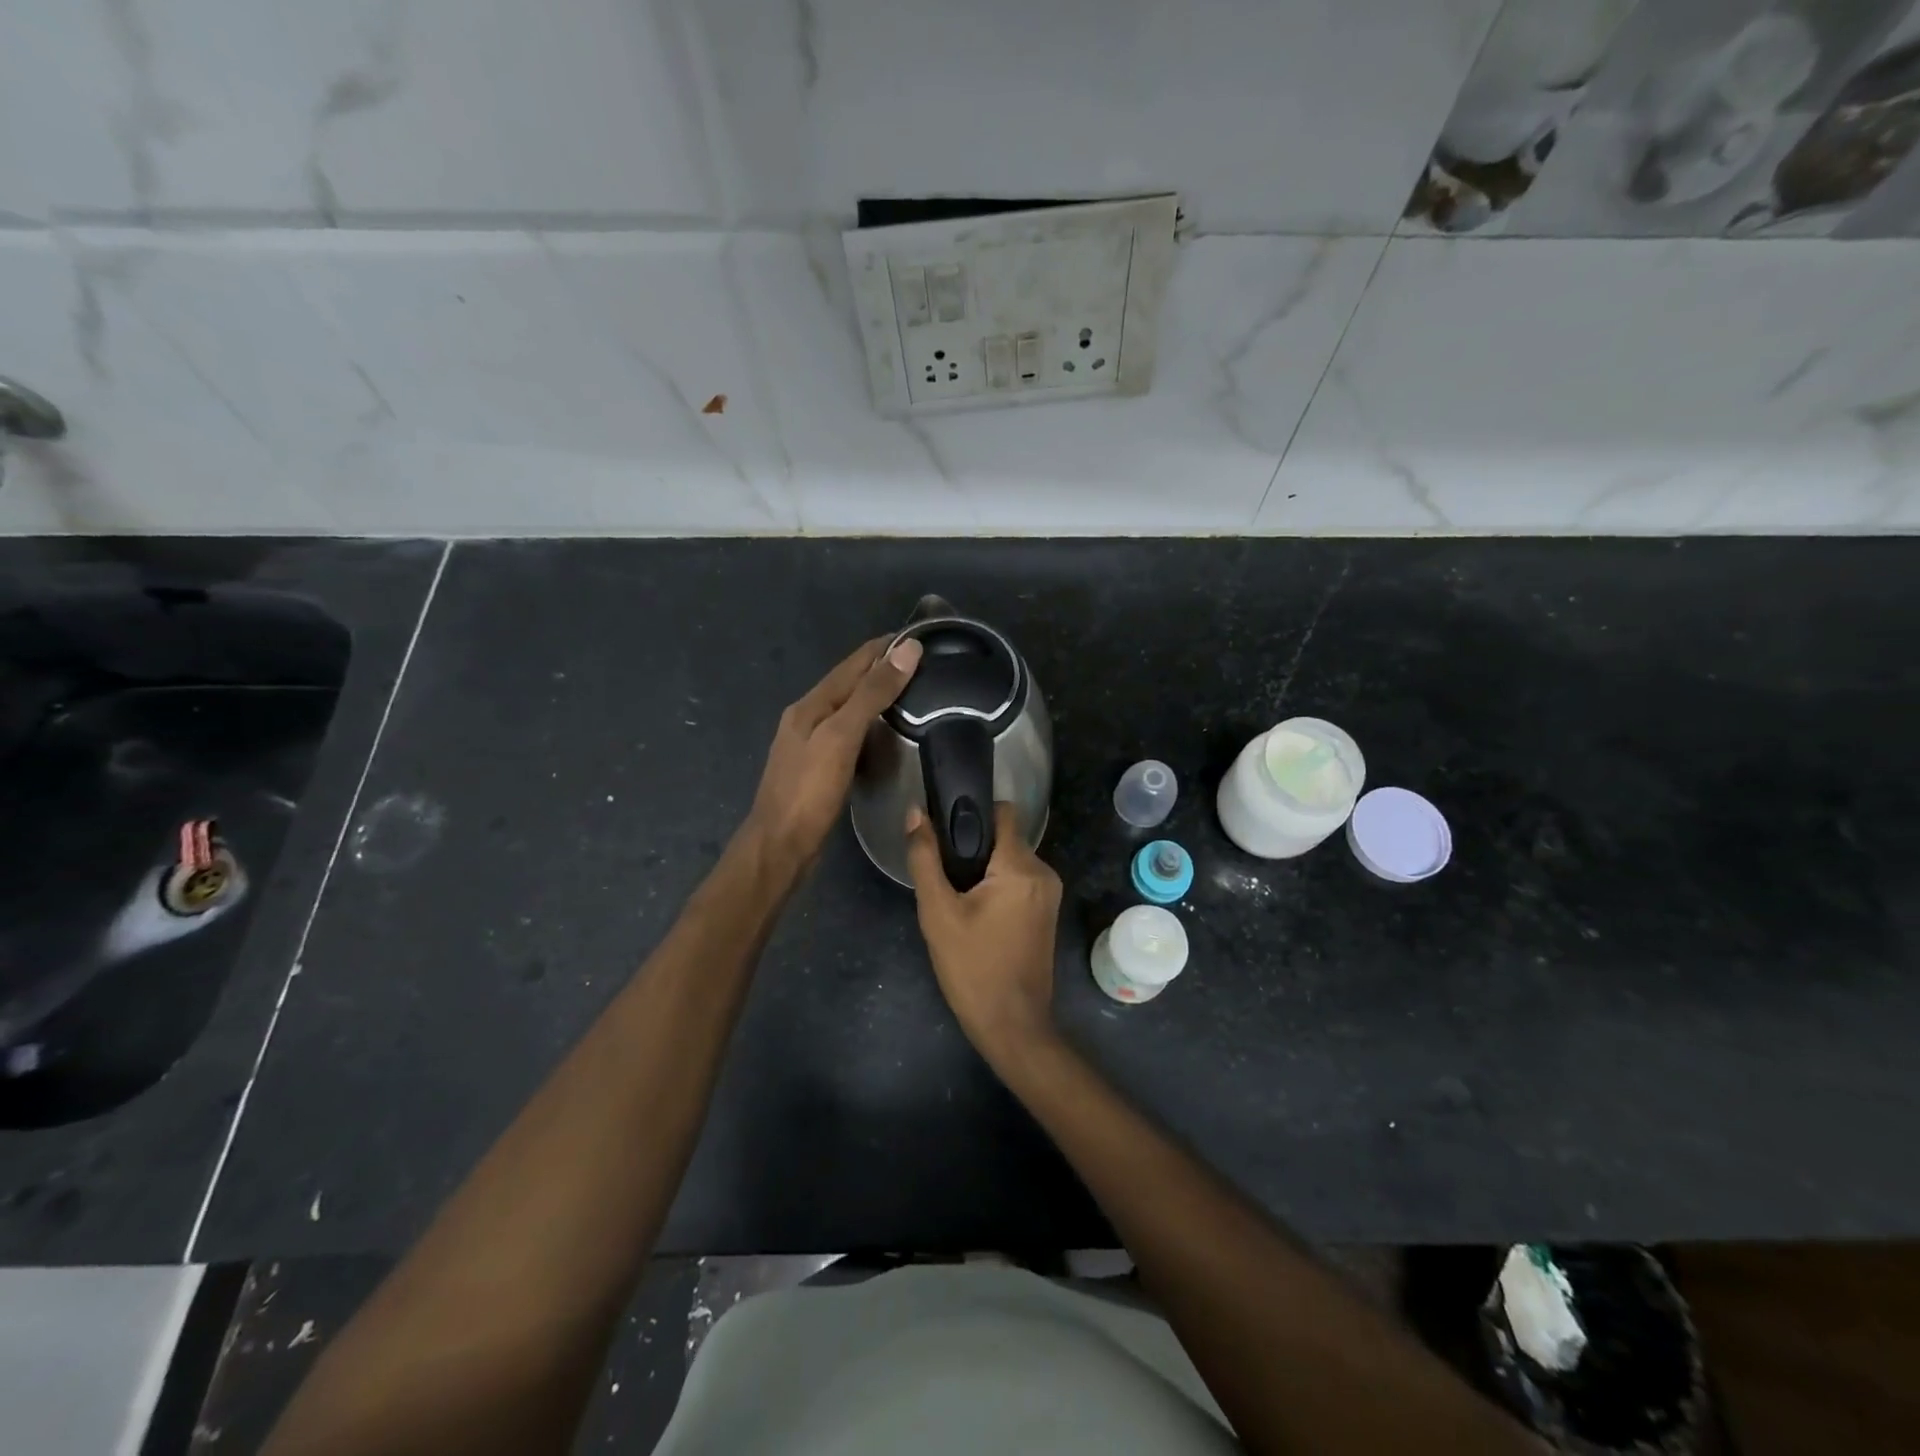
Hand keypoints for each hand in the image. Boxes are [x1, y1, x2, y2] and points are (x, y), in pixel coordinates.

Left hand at [747, 635, 922, 864]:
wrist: (779, 847)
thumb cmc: (809, 791)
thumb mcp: (842, 736)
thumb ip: (872, 693)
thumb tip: (907, 649)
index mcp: (810, 704)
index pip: (853, 663)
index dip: (884, 648)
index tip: (920, 637)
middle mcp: (807, 718)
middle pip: (849, 683)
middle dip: (882, 668)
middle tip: (925, 664)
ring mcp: (811, 744)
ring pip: (849, 709)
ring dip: (877, 696)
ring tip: (913, 693)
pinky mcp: (819, 768)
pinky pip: (849, 734)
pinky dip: (870, 725)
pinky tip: (887, 734)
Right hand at [905, 801, 1061, 1061]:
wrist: (1012, 1024)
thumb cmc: (972, 967)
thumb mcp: (938, 913)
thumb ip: (925, 858)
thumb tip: (915, 813)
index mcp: (1021, 866)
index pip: (1003, 811)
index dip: (972, 811)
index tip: (945, 825)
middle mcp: (1044, 871)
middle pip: (1005, 837)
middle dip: (974, 847)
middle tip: (943, 873)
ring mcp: (1050, 893)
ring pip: (1011, 860)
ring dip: (984, 869)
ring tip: (956, 896)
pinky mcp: (1047, 912)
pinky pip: (1019, 881)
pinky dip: (997, 886)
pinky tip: (975, 912)